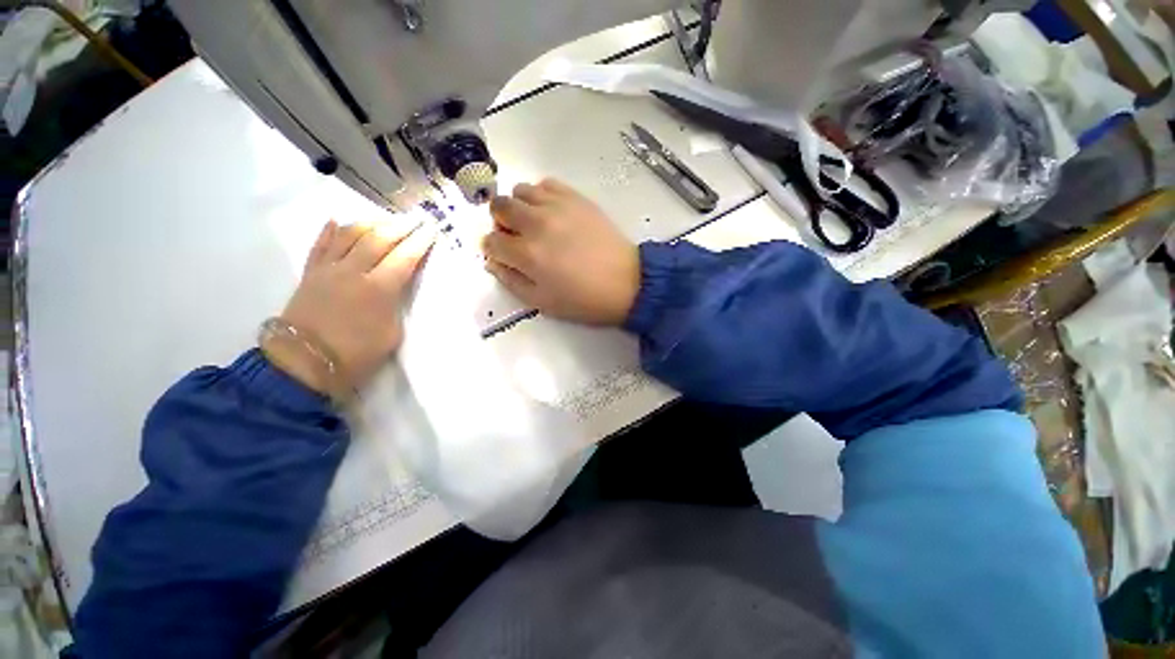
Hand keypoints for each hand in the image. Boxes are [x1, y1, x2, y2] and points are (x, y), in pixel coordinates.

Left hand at [262, 220, 434, 395]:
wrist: (303, 364)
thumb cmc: (355, 355)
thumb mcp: (391, 334)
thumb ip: (396, 306)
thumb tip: (396, 289)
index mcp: (379, 289)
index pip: (404, 258)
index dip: (420, 242)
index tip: (432, 229)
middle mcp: (353, 272)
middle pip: (379, 240)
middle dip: (400, 227)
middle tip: (416, 219)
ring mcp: (328, 270)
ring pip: (349, 235)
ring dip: (370, 224)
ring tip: (385, 219)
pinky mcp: (310, 274)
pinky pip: (320, 245)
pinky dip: (330, 231)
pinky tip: (338, 220)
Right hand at [481, 179, 638, 325]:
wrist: (627, 283)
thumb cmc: (584, 300)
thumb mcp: (542, 303)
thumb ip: (512, 281)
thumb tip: (494, 262)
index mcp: (527, 254)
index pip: (491, 242)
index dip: (492, 250)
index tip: (504, 256)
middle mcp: (537, 223)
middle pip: (499, 207)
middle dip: (500, 223)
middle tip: (516, 237)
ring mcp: (557, 207)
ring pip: (520, 190)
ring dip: (520, 207)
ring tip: (535, 224)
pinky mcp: (576, 198)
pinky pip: (546, 184)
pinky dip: (541, 196)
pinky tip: (551, 212)